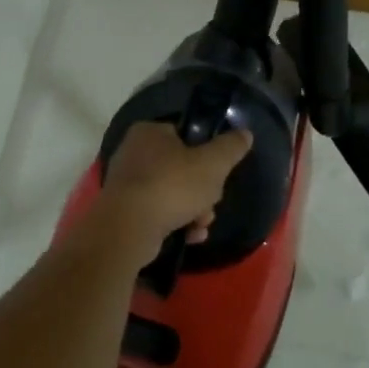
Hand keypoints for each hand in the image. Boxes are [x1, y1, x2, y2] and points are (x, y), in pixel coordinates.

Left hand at [94, 121, 253, 266]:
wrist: (129, 228)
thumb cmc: (172, 186)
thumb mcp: (213, 163)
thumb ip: (231, 147)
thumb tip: (245, 134)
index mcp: (149, 132)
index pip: (184, 136)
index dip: (206, 156)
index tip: (218, 175)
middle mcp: (133, 152)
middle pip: (181, 169)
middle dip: (202, 192)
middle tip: (209, 205)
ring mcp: (126, 183)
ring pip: (172, 194)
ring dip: (193, 211)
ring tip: (199, 225)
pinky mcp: (123, 210)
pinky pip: (157, 212)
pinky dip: (175, 223)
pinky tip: (188, 236)